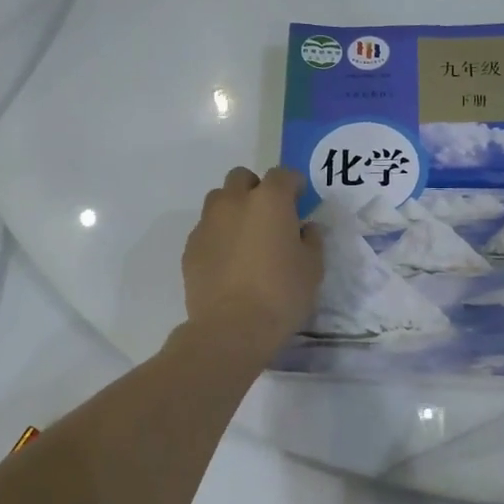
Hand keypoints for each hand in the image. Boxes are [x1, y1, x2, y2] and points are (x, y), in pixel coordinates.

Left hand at [181, 167, 324, 359]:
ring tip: (245, 237)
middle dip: (256, 189)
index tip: (300, 199)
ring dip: (233, 209)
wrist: (231, 328)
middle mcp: (234, 202)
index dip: (293, 184)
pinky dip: (218, 236)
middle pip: (242, 178)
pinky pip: (206, 230)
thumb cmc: (281, 294)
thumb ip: (311, 240)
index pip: (283, 175)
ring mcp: (207, 223)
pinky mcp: (190, 247)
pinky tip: (228, 261)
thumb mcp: (313, 268)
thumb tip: (305, 228)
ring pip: (219, 200)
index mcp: (269, 200)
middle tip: (269, 215)